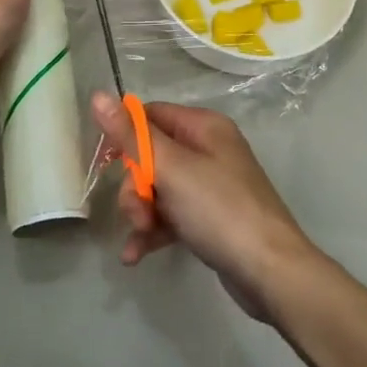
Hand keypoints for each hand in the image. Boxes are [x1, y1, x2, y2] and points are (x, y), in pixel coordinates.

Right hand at [92, 95, 322, 324]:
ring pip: (159, 189)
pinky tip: (135, 255)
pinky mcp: (210, 219)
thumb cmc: (219, 209)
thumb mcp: (170, 168)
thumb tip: (97, 95)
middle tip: (136, 211)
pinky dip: (153, 232)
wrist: (269, 271)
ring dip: (141, 212)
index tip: (107, 163)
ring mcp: (211, 186)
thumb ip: (131, 134)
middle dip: (135, 185)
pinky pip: (171, 216)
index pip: (151, 115)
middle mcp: (209, 149)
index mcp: (204, 126)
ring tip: (141, 235)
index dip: (125, 136)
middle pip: (152, 155)